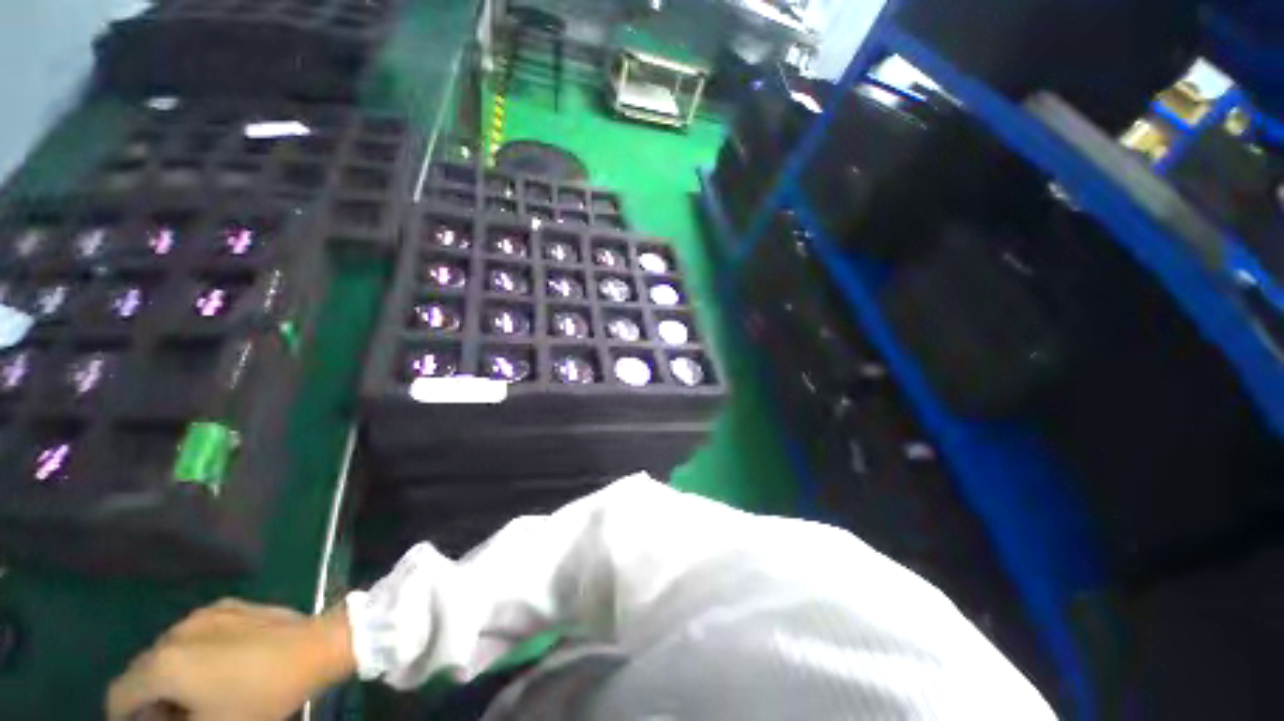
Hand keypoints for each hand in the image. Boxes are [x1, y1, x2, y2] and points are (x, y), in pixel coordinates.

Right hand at [106, 599, 354, 720]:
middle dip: (149, 700)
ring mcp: (203, 614)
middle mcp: (174, 632)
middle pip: (142, 671)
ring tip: (198, 696)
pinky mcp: (229, 605)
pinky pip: (196, 634)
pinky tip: (220, 668)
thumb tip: (160, 717)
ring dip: (171, 676)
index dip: (124, 718)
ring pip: (167, 651)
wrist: (314, 647)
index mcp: (163, 663)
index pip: (119, 694)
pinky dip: (193, 654)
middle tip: (176, 719)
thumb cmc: (261, 695)